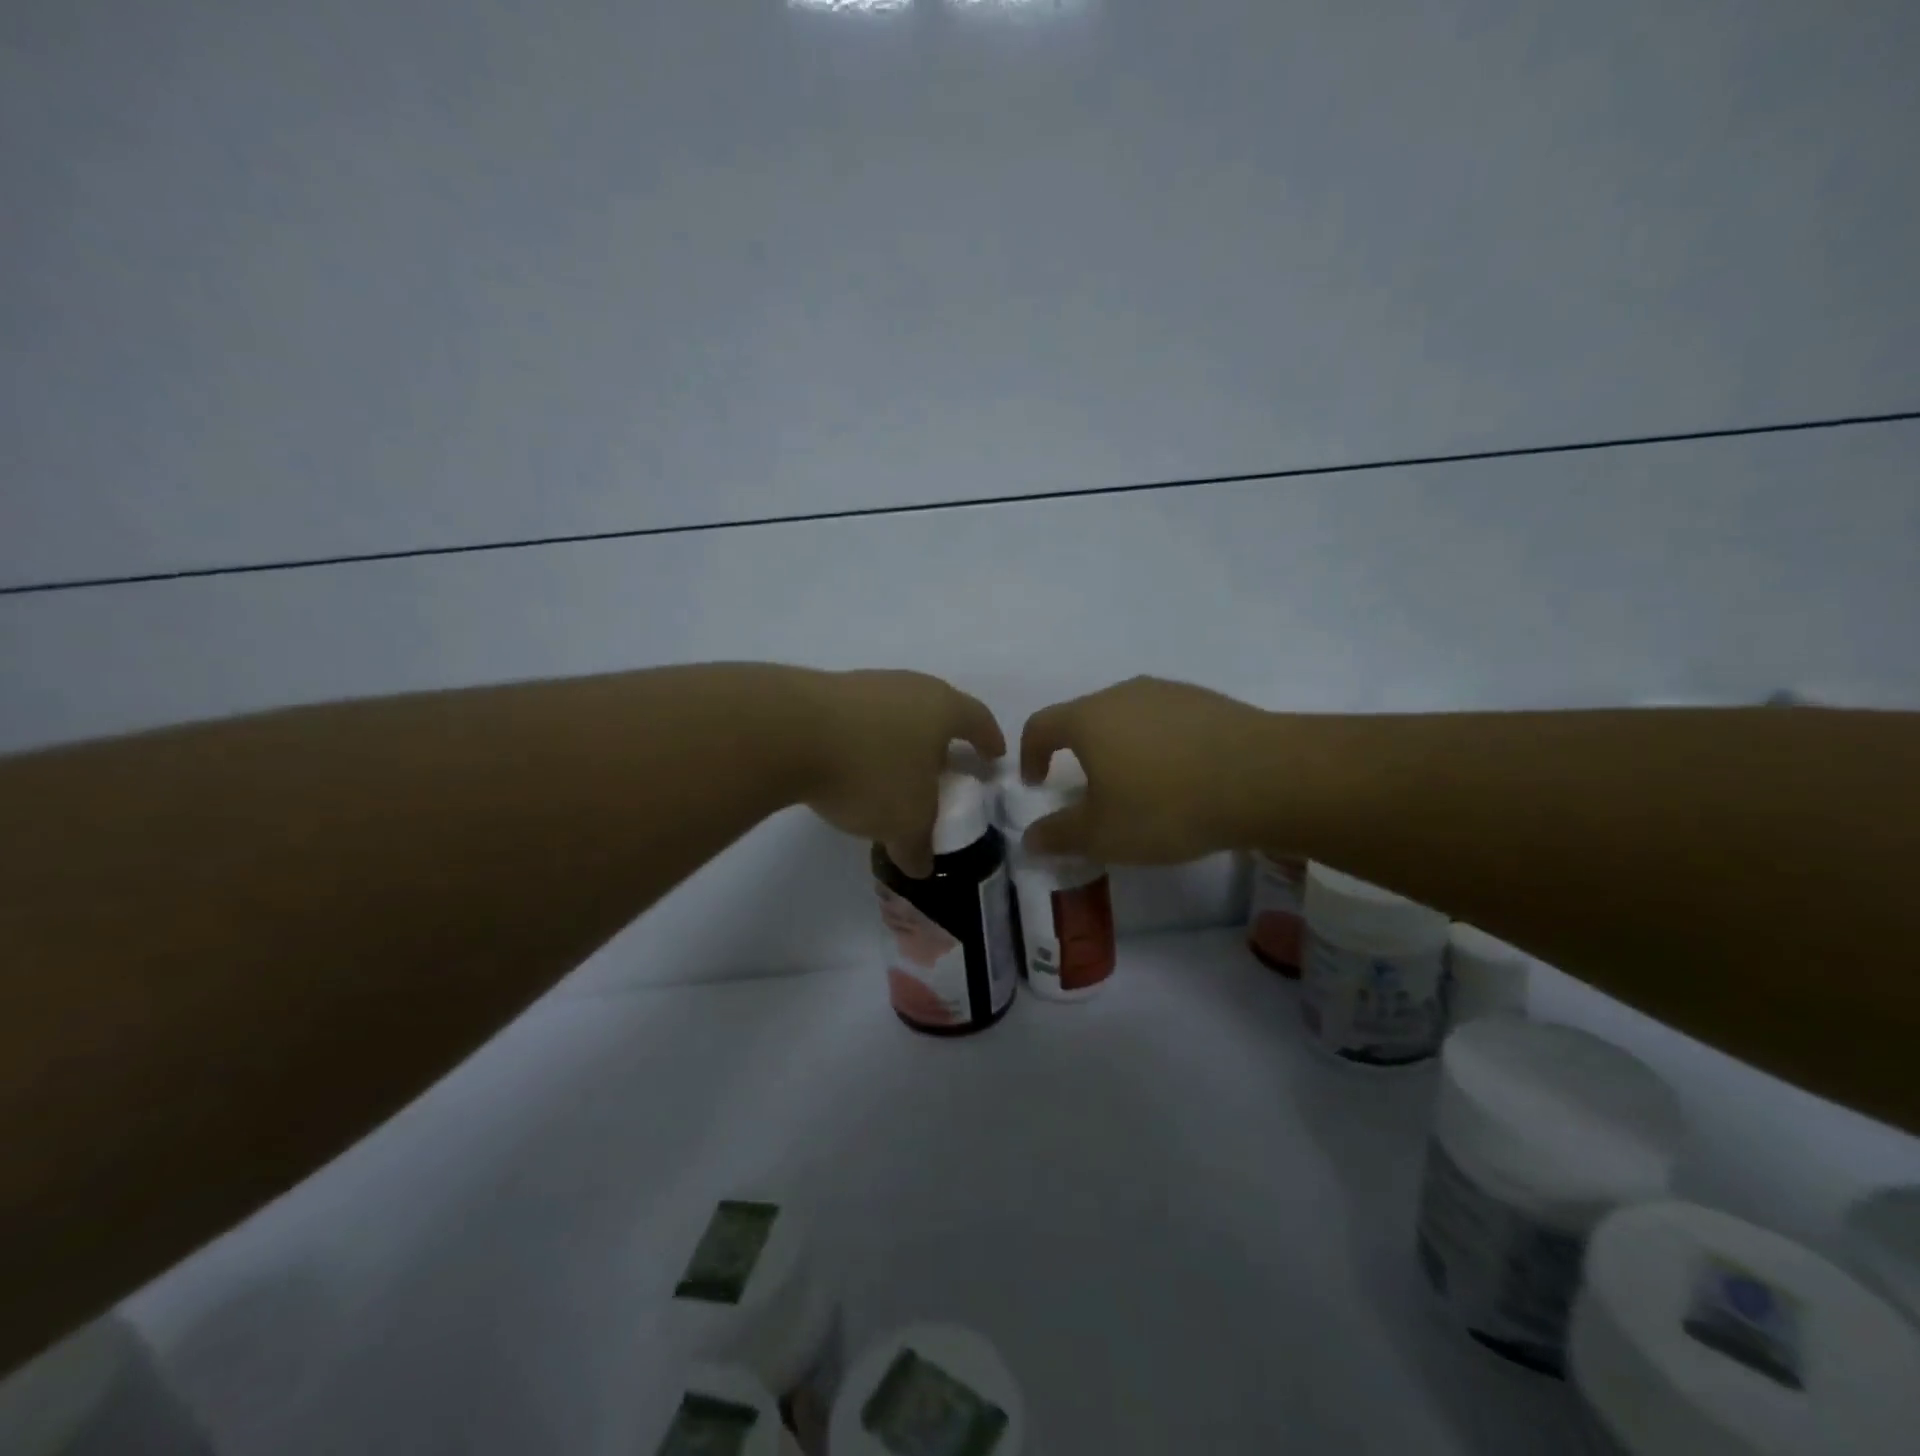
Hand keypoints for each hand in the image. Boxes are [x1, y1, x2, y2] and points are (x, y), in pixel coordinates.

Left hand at [799, 669, 1004, 876]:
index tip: (994, 756)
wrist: (788, 731)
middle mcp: (908, 686)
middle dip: (942, 741)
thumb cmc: (871, 771)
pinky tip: (852, 767)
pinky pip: (859, 720)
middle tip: (944, 768)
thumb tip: (921, 865)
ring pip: (895, 714)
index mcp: (941, 707)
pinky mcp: (824, 693)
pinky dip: (864, 742)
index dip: (989, 739)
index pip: (978, 719)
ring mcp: (865, 685)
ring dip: (900, 742)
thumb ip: (919, 845)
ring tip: (894, 773)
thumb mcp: (905, 821)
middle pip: (936, 711)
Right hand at [1019, 676, 1275, 863]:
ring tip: (1140, 785)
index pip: (1041, 725)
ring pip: (1129, 717)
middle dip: (1078, 752)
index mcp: (1088, 718)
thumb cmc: (1166, 806)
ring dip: (1122, 747)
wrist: (1265, 778)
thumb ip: (1059, 835)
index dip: (1030, 754)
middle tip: (1090, 791)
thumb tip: (1029, 838)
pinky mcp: (1208, 700)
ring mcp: (1169, 692)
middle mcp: (1124, 693)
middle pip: (1086, 717)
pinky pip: (1168, 720)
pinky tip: (1183, 776)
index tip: (1037, 783)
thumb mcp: (1104, 834)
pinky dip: (1161, 744)